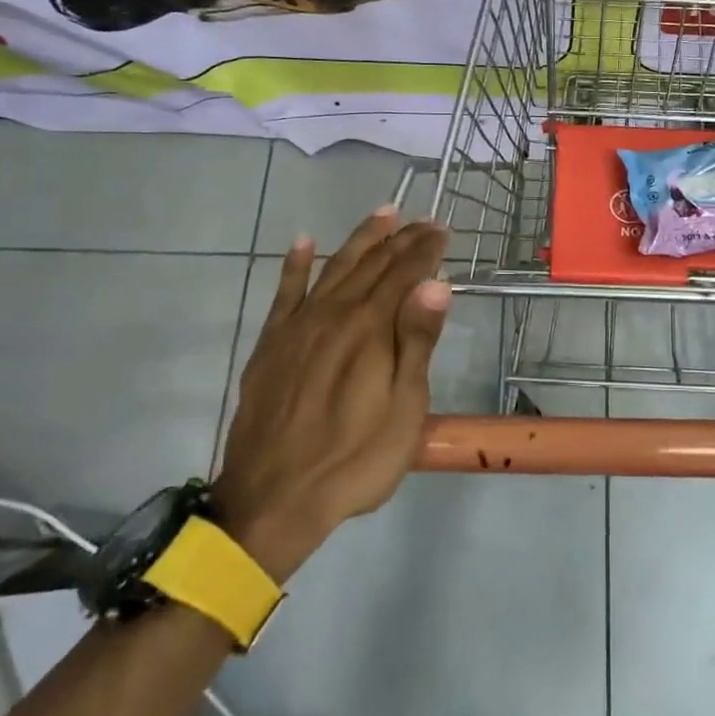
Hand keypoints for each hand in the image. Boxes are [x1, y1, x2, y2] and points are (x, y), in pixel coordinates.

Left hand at [213, 208, 450, 581]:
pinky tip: (303, 243)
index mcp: (369, 329)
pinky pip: (284, 294)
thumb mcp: (404, 408)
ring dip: (359, 240)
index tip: (443, 229)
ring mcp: (297, 328)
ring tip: (381, 215)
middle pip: (371, 265)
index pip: (403, 274)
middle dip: (400, 239)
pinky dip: (294, 266)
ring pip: (332, 269)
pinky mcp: (271, 346)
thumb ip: (417, 342)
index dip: (425, 249)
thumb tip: (436, 284)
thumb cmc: (355, 460)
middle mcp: (332, 315)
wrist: (274, 500)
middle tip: (422, 219)